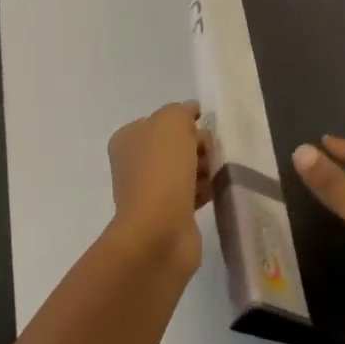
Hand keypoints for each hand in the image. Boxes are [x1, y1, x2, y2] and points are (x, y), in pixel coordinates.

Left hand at [107, 102, 212, 274]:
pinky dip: (204, 190)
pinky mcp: (167, 214)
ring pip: (185, 169)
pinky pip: (191, 193)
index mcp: (128, 138)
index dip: (187, 122)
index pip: (163, 120)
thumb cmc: (162, 170)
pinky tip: (215, 191)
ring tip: (216, 174)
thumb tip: (191, 114)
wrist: (159, 231)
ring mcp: (149, 190)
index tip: (206, 129)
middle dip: (198, 146)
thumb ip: (181, 111)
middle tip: (213, 154)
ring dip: (204, 169)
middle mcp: (134, 162)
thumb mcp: (171, 122)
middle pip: (176, 145)